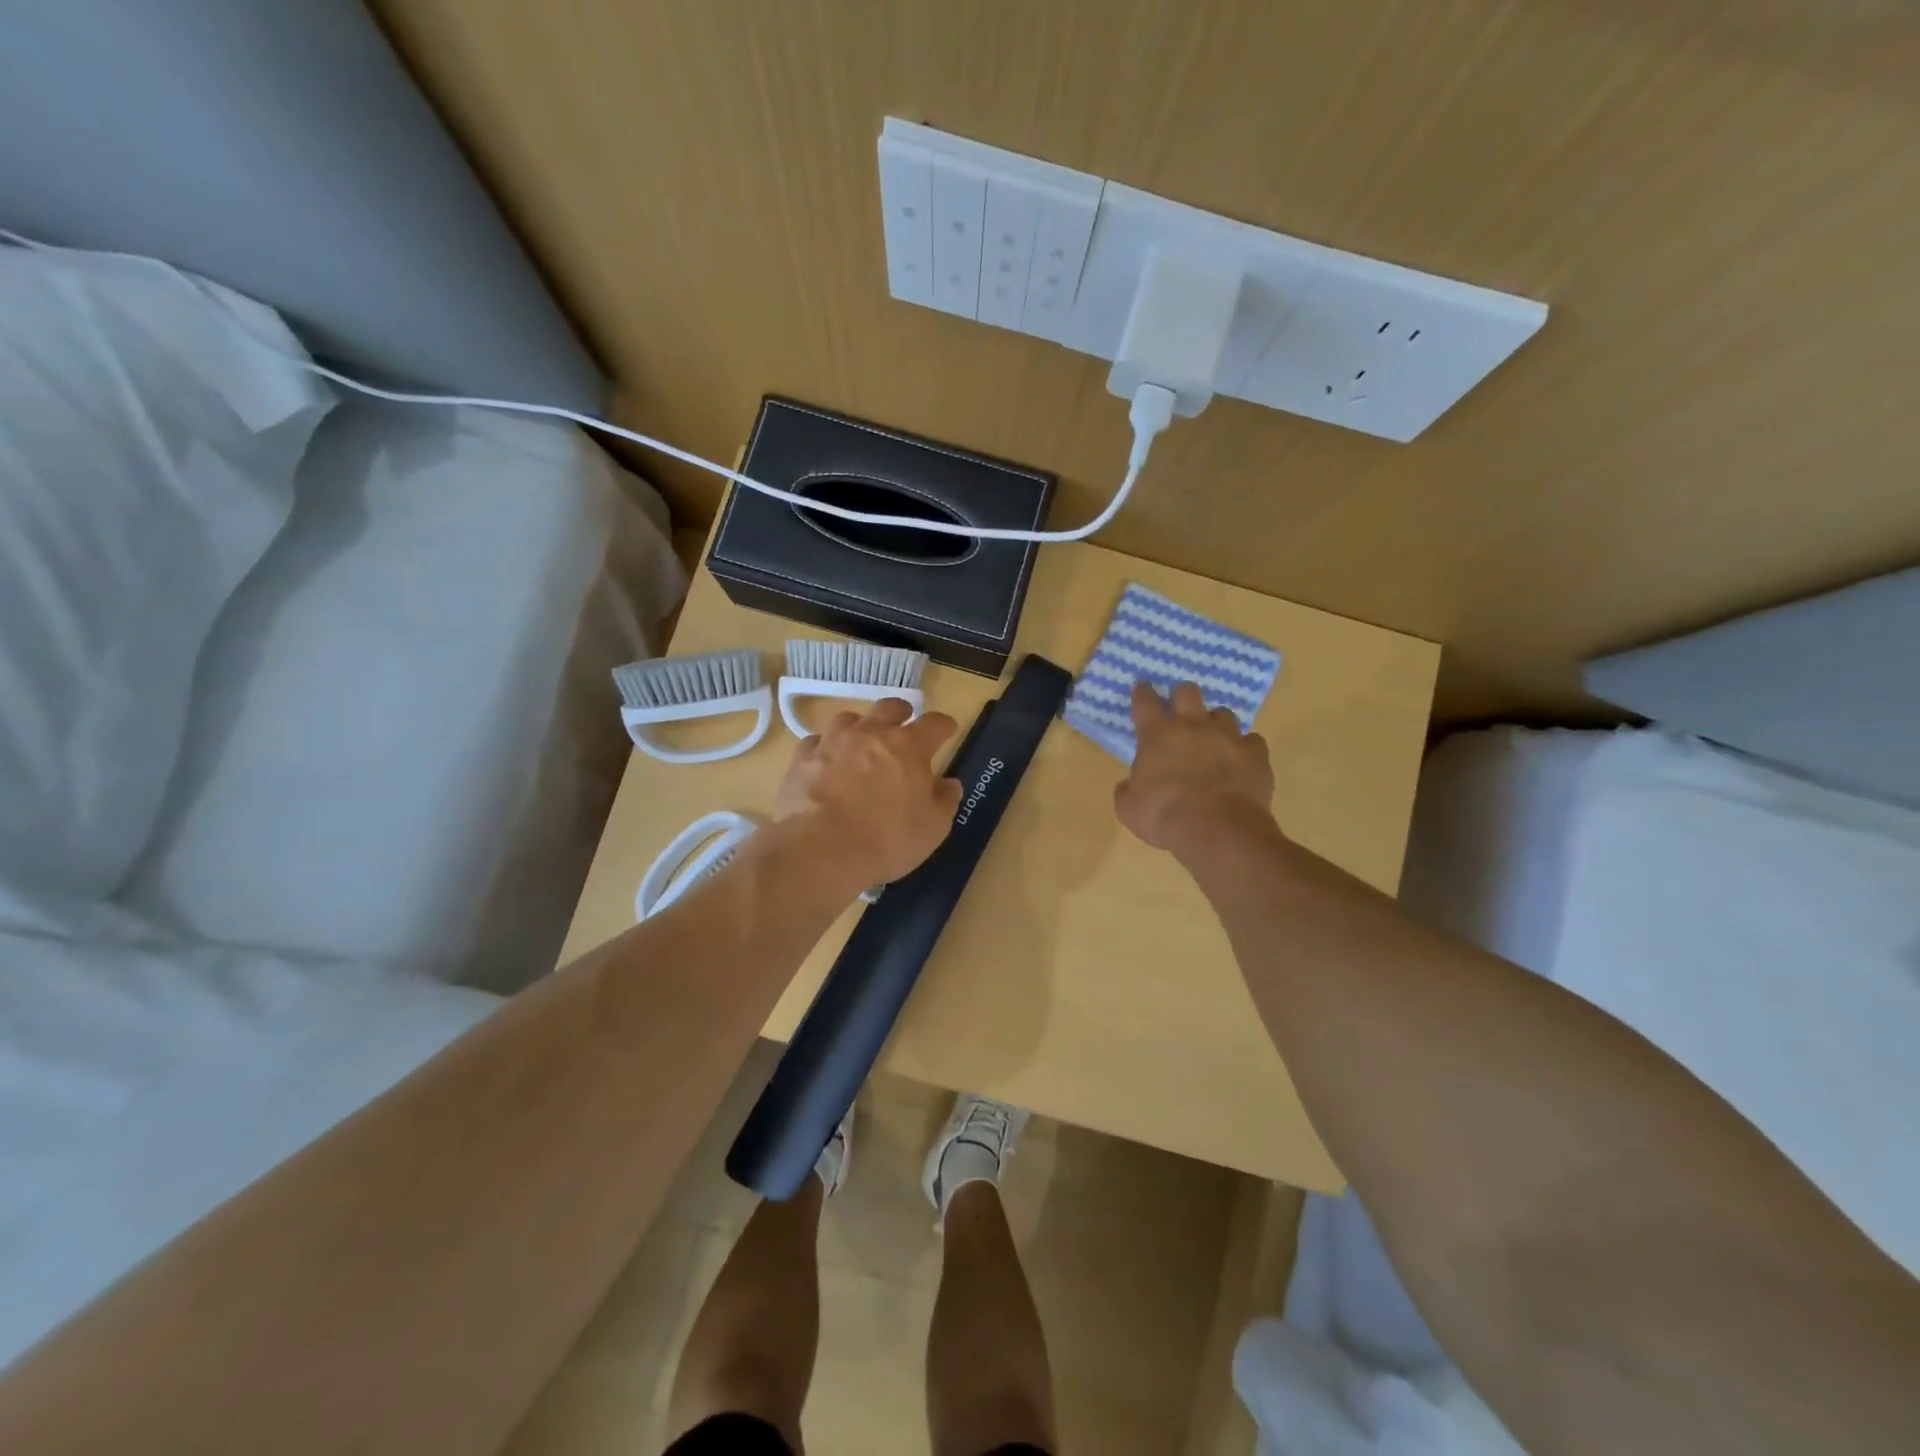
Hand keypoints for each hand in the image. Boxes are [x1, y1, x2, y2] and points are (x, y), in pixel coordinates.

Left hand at [774, 697, 962, 885]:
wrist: (820, 849)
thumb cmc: (886, 840)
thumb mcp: (933, 828)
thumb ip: (944, 800)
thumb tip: (948, 783)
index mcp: (909, 746)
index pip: (935, 723)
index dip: (944, 726)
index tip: (947, 731)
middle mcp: (871, 733)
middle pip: (890, 708)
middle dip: (901, 713)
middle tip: (904, 725)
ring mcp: (833, 742)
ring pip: (849, 719)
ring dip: (860, 727)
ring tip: (861, 743)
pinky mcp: (803, 758)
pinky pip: (816, 741)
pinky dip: (825, 748)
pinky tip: (826, 762)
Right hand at [1114, 680, 1275, 855]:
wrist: (1218, 830)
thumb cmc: (1164, 817)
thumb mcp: (1129, 809)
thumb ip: (1127, 791)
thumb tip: (1129, 785)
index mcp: (1158, 735)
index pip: (1145, 702)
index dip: (1142, 692)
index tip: (1142, 687)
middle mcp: (1193, 726)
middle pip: (1188, 692)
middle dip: (1182, 696)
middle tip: (1179, 710)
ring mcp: (1228, 737)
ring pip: (1223, 713)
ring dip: (1215, 723)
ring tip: (1213, 739)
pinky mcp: (1256, 754)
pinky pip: (1251, 741)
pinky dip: (1244, 748)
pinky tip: (1241, 760)